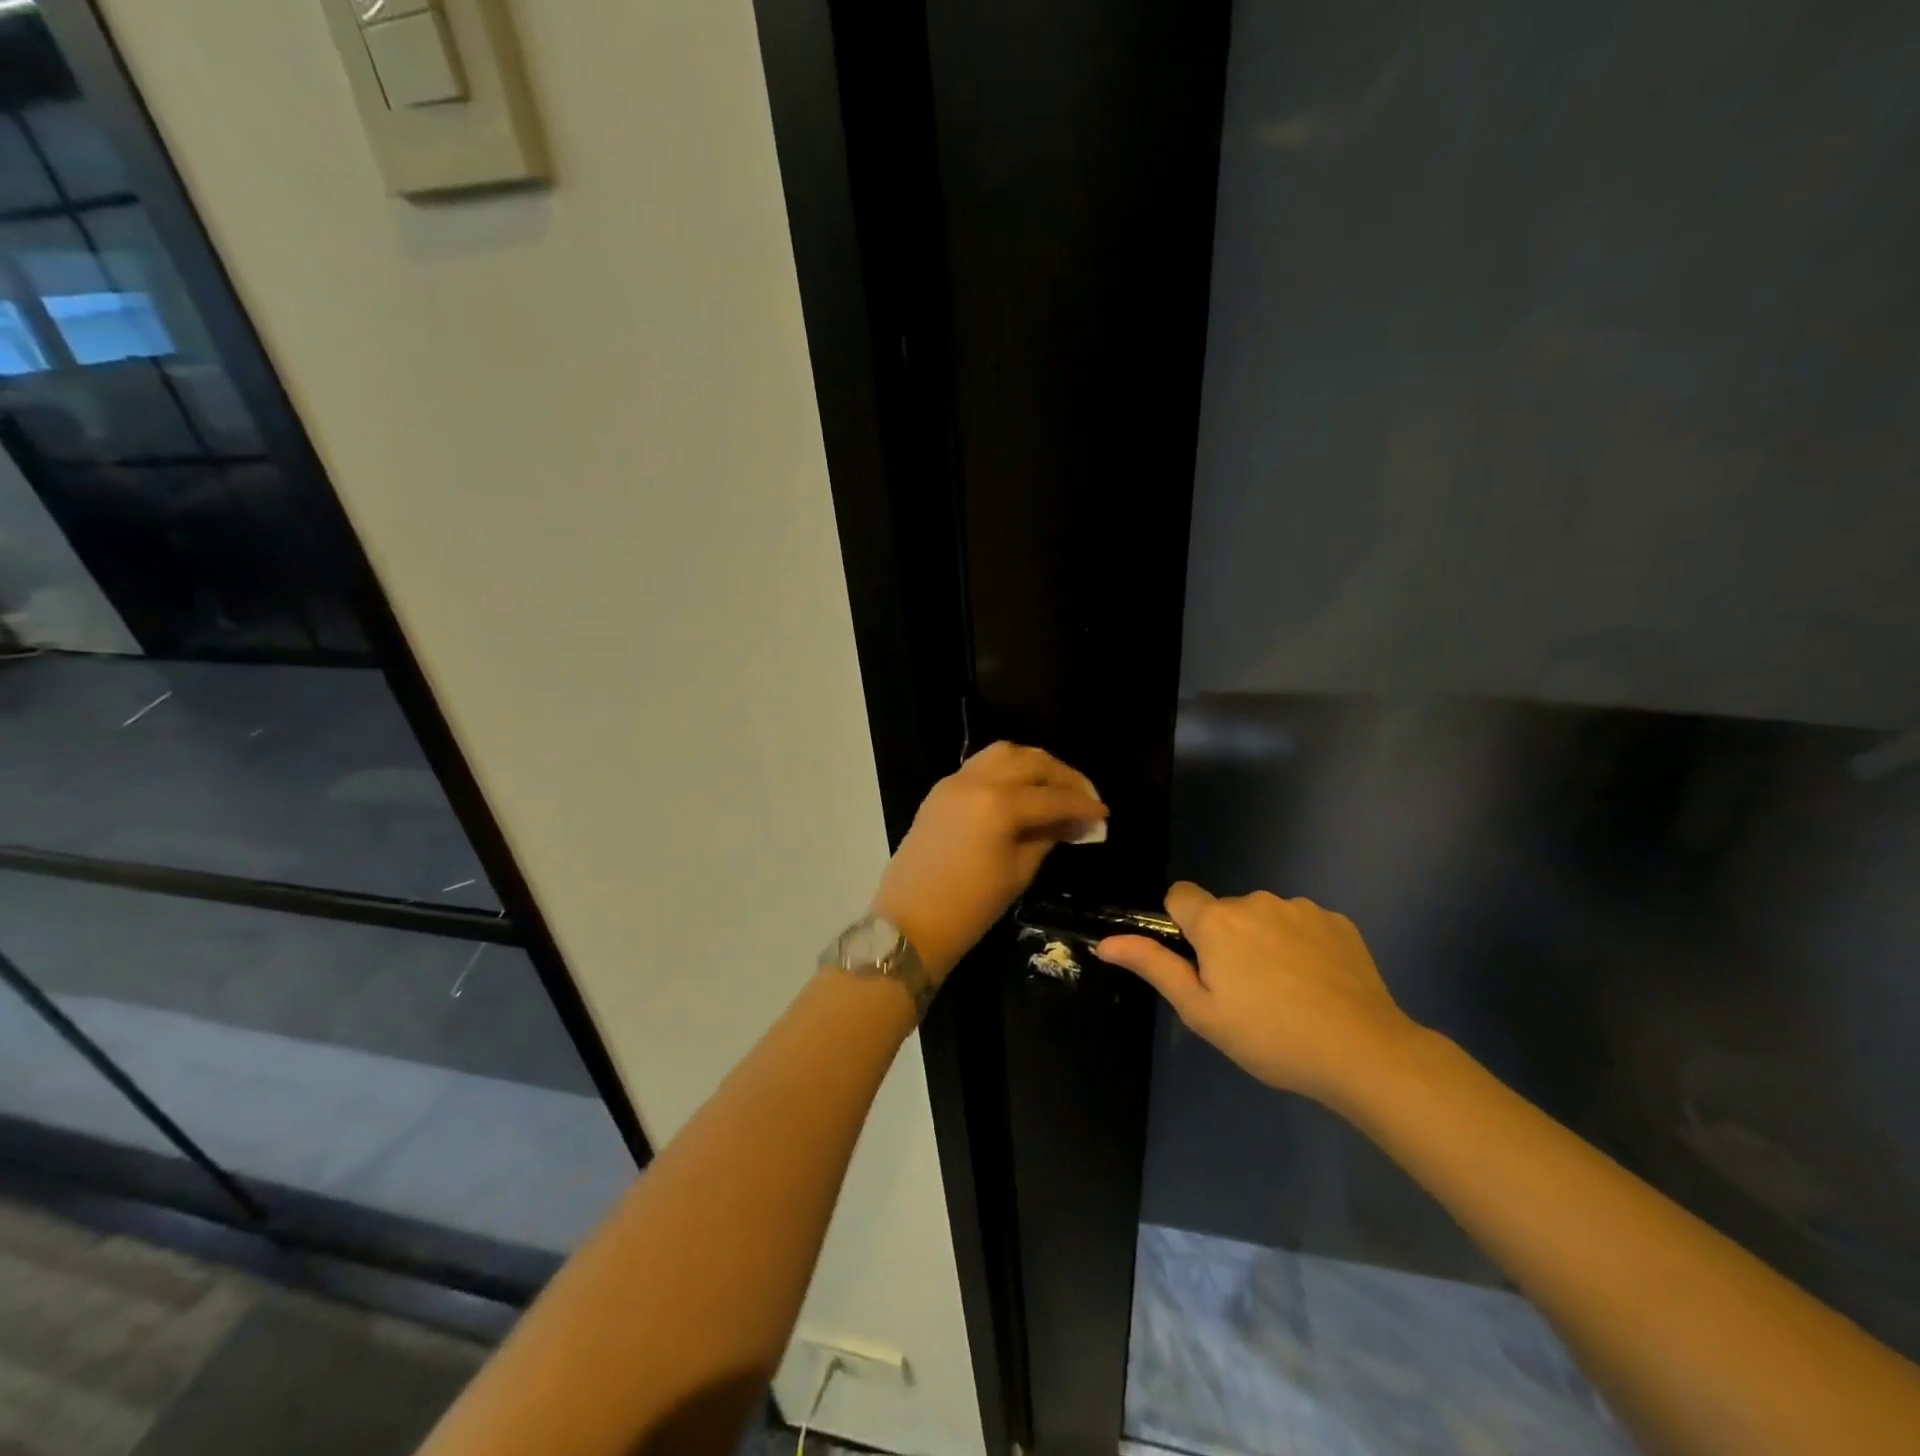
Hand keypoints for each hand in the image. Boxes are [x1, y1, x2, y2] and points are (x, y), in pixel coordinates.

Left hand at [870, 742, 1105, 985]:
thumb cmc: (970, 907)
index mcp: (999, 804)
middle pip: (1031, 762)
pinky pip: (981, 765)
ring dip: (1035, 765)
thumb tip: (1076, 822)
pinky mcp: (941, 790)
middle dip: (1063, 776)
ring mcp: (955, 781)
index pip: (1053, 797)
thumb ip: (1049, 837)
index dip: (1083, 805)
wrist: (909, 923)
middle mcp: (977, 781)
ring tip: (1055, 787)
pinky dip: (1008, 769)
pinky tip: (1023, 790)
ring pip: (1004, 754)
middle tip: (1085, 796)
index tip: (1104, 814)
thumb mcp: (1019, 873)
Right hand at [1096, 882, 1421, 1106]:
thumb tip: (1106, 942)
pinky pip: (1302, 925)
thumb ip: (1154, 967)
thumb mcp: (1201, 1011)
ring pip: (1264, 917)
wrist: (1363, 1051)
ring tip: (1286, 992)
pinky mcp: (1337, 921)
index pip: (1180, 895)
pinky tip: (1317, 984)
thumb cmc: (1269, 1036)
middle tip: (1245, 992)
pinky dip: (1301, 946)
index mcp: (1216, 922)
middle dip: (1226, 940)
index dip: (1182, 924)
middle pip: (1225, 911)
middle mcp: (1255, 901)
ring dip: (1264, 941)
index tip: (1199, 962)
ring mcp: (1300, 908)